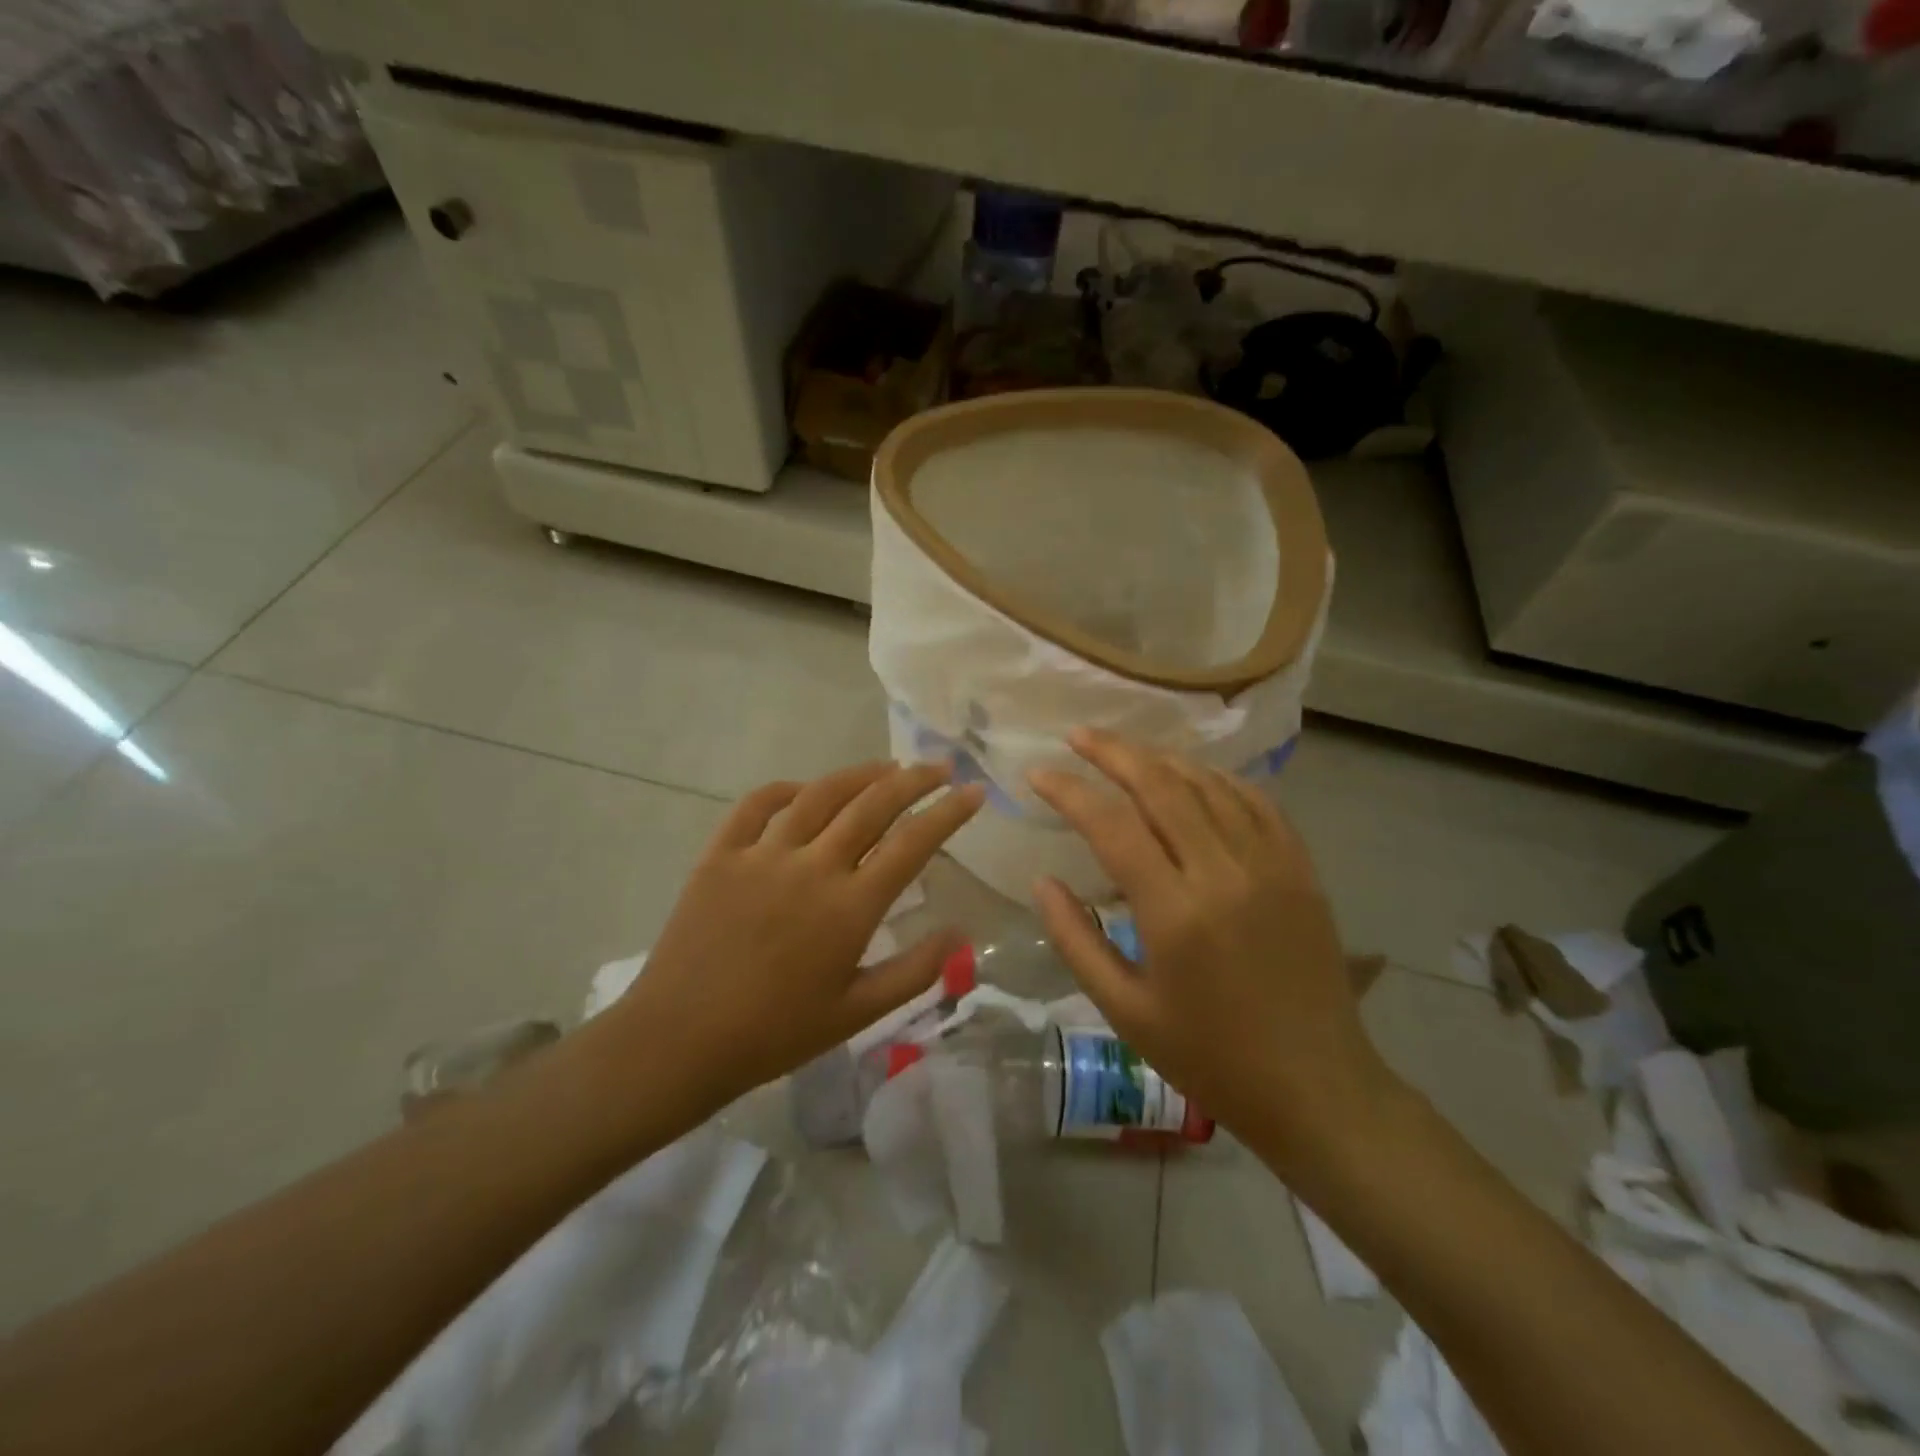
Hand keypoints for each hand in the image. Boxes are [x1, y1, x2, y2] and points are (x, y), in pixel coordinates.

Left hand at [608, 762, 984, 1108]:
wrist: (679, 1042)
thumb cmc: (775, 1033)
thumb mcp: (857, 1014)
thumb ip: (915, 971)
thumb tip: (960, 933)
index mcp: (849, 908)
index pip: (912, 843)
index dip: (948, 812)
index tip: (974, 792)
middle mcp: (811, 867)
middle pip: (872, 805)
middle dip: (914, 780)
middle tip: (939, 767)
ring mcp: (762, 855)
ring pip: (820, 795)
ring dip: (859, 775)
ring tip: (886, 767)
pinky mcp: (720, 854)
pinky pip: (757, 805)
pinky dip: (787, 789)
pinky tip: (804, 790)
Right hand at [1028, 730, 1394, 1172]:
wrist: (1316, 1087)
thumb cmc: (1209, 1056)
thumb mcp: (1124, 1010)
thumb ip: (1075, 939)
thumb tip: (1042, 880)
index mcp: (1175, 914)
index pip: (1112, 825)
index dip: (1070, 791)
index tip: (1038, 774)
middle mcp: (1224, 873)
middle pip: (1161, 786)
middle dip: (1113, 752)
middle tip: (1078, 736)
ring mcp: (1270, 865)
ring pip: (1208, 784)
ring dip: (1161, 760)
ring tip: (1126, 752)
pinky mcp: (1301, 869)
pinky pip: (1256, 801)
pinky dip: (1218, 779)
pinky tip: (1193, 776)